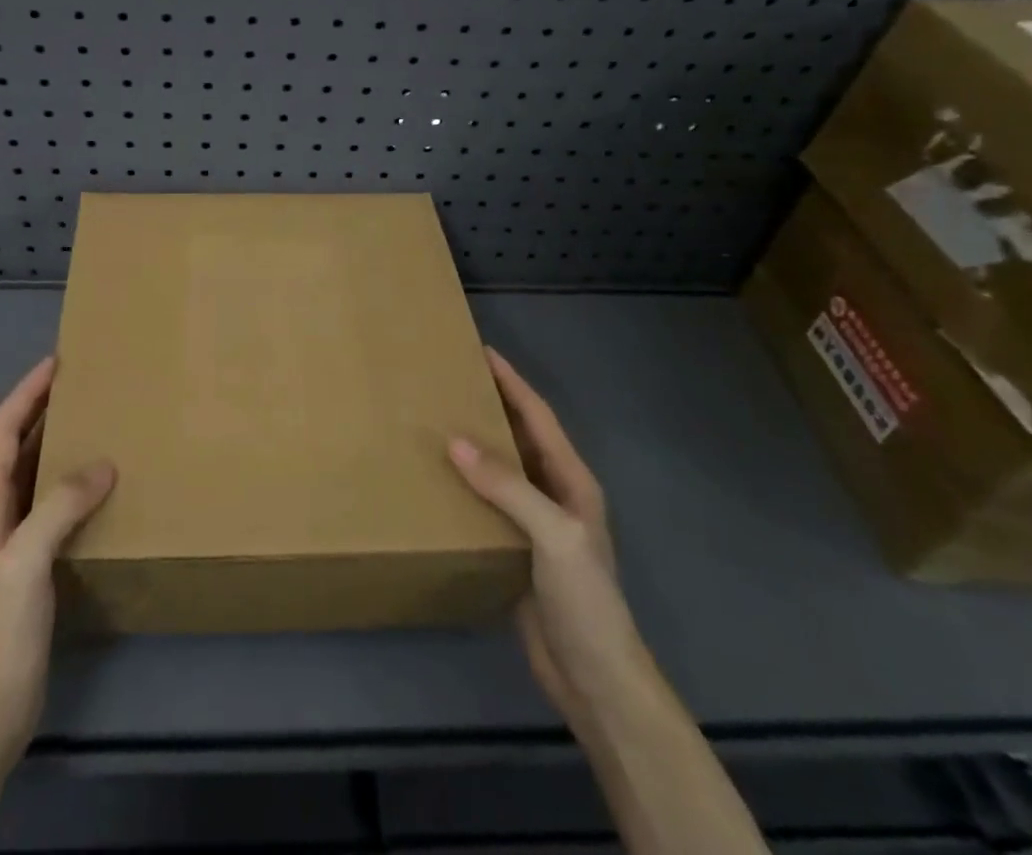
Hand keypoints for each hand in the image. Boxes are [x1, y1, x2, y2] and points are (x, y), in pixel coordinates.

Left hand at [0, 357, 115, 770]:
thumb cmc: (0, 630)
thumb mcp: (26, 560)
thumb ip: (59, 506)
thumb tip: (104, 463)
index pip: (1, 430)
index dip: (26, 392)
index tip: (58, 363)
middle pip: (15, 444)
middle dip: (42, 408)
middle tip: (84, 384)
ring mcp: (12, 538)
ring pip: (34, 471)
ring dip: (58, 441)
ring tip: (97, 421)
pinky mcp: (32, 561)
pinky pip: (52, 502)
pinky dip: (72, 480)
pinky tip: (101, 484)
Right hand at [449, 348, 645, 724]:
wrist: (595, 680)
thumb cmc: (585, 599)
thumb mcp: (553, 535)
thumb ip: (507, 486)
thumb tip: (455, 441)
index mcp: (572, 481)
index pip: (539, 418)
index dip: (513, 382)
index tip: (483, 352)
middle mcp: (555, 495)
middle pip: (520, 437)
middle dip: (491, 406)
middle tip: (450, 382)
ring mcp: (536, 525)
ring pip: (501, 470)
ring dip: (475, 445)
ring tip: (436, 422)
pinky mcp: (516, 551)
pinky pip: (487, 504)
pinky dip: (465, 485)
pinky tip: (438, 481)